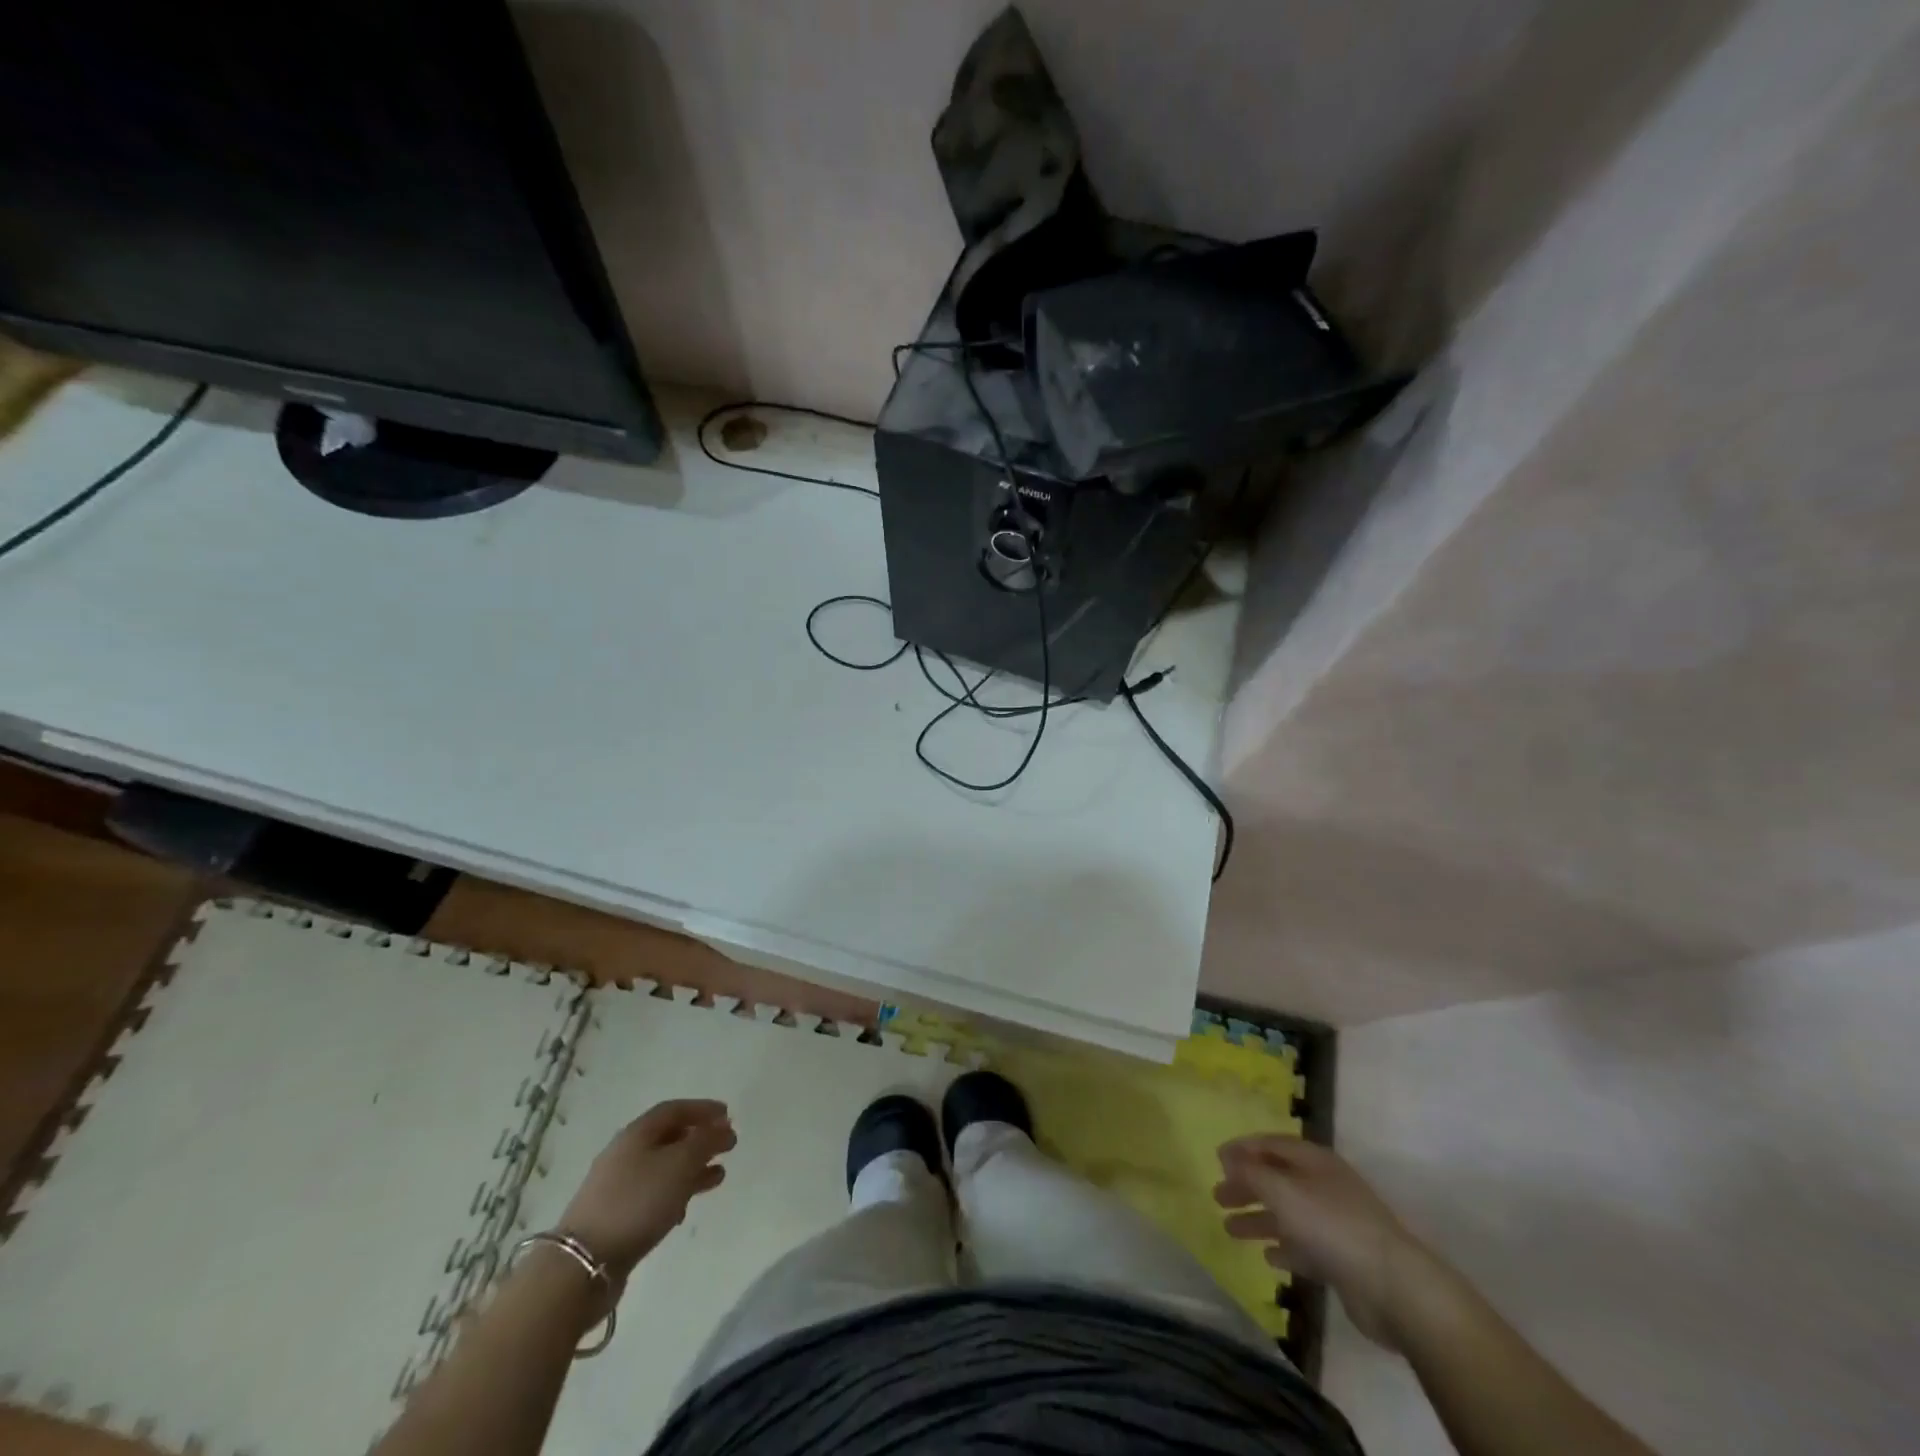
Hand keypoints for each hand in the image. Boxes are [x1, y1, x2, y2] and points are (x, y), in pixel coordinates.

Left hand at [557, 1100, 734, 1280]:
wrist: (582, 1265)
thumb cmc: (637, 1202)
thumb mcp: (680, 1164)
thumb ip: (706, 1142)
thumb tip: (723, 1127)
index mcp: (637, 1133)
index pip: (674, 1109)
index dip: (703, 1109)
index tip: (728, 1115)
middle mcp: (625, 1153)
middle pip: (668, 1137)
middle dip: (700, 1139)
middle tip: (727, 1145)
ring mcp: (617, 1186)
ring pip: (663, 1168)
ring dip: (692, 1168)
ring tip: (718, 1177)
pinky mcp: (616, 1217)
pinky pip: (652, 1194)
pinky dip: (675, 1193)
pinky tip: (686, 1208)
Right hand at [1214, 1135, 1426, 1349]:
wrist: (1394, 1287)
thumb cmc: (1332, 1226)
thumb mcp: (1283, 1191)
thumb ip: (1251, 1173)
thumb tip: (1227, 1157)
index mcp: (1314, 1161)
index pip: (1271, 1144)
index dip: (1243, 1149)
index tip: (1216, 1159)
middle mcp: (1324, 1186)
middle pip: (1277, 1179)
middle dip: (1246, 1186)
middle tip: (1216, 1196)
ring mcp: (1335, 1223)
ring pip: (1288, 1214)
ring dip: (1259, 1219)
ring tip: (1229, 1229)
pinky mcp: (1342, 1259)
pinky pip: (1305, 1246)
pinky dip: (1284, 1248)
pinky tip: (1268, 1257)